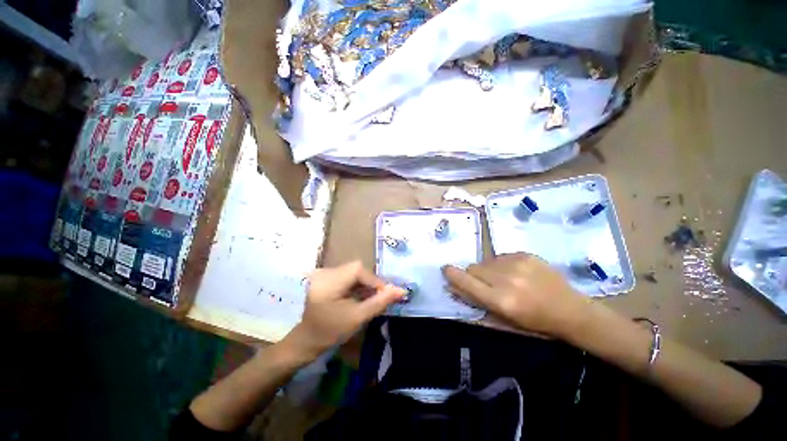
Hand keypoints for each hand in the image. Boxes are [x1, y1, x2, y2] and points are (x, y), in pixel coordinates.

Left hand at [282, 261, 404, 361]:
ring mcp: (324, 274)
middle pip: (356, 269)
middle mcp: (325, 272)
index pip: (358, 270)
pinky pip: (346, 276)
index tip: (385, 296)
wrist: (306, 341)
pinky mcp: (325, 278)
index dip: (374, 281)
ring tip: (369, 299)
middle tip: (378, 299)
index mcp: (329, 280)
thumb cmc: (330, 332)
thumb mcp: (357, 317)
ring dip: (363, 284)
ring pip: (352, 272)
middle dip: (370, 283)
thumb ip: (380, 302)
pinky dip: (355, 285)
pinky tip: (358, 297)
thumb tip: (401, 290)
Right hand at [442, 253, 587, 337]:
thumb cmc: (535, 322)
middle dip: (474, 275)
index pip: (467, 282)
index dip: (453, 275)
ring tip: (505, 279)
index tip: (446, 269)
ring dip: (488, 269)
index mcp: (501, 300)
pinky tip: (516, 273)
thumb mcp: (503, 319)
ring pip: (486, 261)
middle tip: (486, 284)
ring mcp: (517, 264)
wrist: (571, 310)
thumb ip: (477, 301)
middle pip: (474, 268)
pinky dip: (502, 264)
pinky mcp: (525, 254)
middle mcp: (507, 279)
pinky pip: (501, 256)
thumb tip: (454, 287)